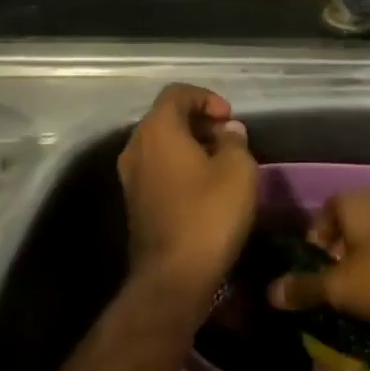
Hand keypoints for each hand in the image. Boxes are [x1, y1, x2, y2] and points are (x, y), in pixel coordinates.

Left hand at [117, 84, 256, 293]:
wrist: (174, 277)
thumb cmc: (209, 213)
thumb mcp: (239, 169)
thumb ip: (234, 141)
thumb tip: (228, 132)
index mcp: (157, 130)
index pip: (177, 93)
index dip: (206, 98)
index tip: (230, 119)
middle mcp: (136, 147)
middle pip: (166, 118)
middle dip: (199, 122)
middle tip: (229, 140)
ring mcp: (130, 177)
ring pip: (161, 145)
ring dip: (190, 146)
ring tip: (222, 164)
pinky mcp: (134, 203)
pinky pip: (158, 169)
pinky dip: (180, 167)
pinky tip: (205, 188)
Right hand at [267, 190, 369, 326]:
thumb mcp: (340, 288)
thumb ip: (306, 288)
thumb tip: (270, 292)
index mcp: (356, 201)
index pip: (327, 210)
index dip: (317, 236)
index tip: (316, 265)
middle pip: (354, 220)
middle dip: (344, 248)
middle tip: (339, 279)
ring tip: (367, 287)